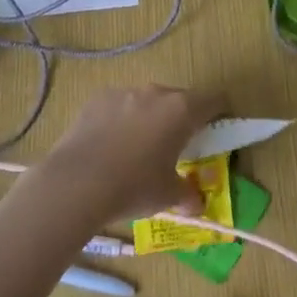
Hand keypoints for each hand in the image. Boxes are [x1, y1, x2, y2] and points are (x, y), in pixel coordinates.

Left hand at [36, 85, 226, 226]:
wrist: (76, 183)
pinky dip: (121, 119)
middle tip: (176, 144)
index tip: (217, 127)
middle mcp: (156, 93)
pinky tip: (109, 145)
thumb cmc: (133, 186)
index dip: (220, 112)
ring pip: (147, 100)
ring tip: (138, 147)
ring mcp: (124, 92)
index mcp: (182, 110)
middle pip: (179, 98)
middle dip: (182, 117)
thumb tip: (196, 204)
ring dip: (150, 117)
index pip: (214, 100)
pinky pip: (119, 105)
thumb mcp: (168, 196)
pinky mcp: (97, 99)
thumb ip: (188, 195)